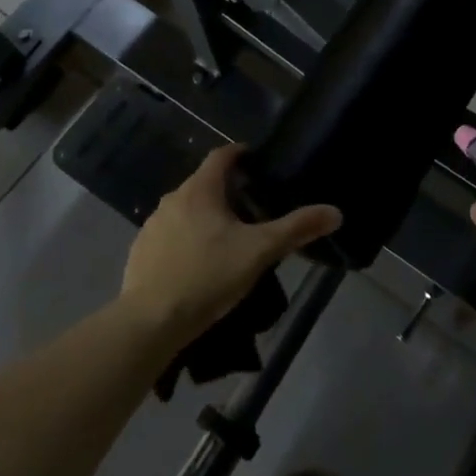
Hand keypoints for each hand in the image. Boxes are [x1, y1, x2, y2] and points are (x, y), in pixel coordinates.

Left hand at [119, 144, 340, 350]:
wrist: (150, 322)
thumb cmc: (207, 276)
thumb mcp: (259, 252)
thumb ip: (296, 229)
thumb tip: (335, 212)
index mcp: (200, 190)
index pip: (221, 155)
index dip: (240, 153)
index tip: (256, 160)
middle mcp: (172, 199)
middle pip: (203, 183)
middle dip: (226, 190)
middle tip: (252, 206)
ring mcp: (152, 226)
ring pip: (185, 210)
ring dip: (205, 215)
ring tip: (227, 236)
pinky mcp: (140, 253)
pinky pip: (169, 235)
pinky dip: (186, 239)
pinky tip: (198, 262)